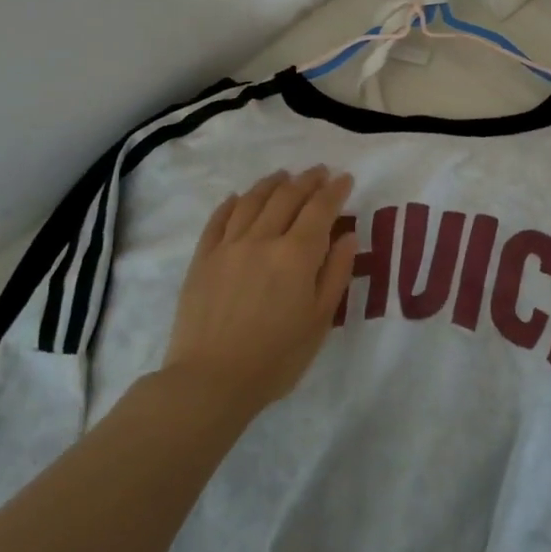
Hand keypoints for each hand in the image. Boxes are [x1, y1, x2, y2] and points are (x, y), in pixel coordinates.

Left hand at [162, 167, 357, 416]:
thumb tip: (347, 235)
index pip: (320, 209)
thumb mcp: (320, 320)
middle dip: (307, 181)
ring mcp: (228, 246)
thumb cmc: (276, 357)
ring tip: (283, 176)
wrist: (210, 380)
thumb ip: (336, 273)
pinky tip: (238, 197)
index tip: (344, 179)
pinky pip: (218, 220)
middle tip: (319, 171)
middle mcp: (263, 239)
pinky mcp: (203, 259)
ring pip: (252, 201)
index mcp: (297, 255)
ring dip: (271, 184)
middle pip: (286, 197)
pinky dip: (231, 203)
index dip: (334, 191)